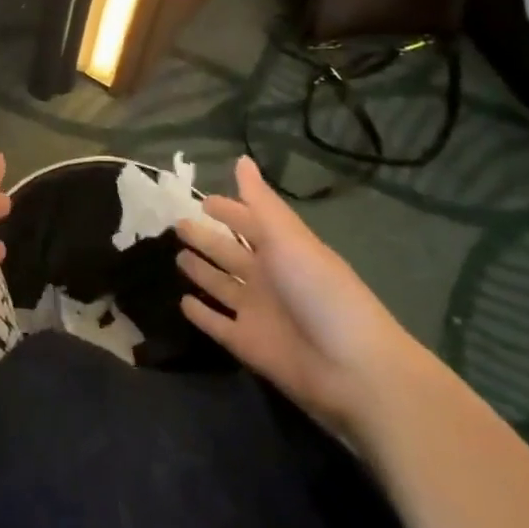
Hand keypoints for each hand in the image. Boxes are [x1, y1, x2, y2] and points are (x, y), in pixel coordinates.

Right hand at [175, 156, 422, 438]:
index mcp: (283, 250)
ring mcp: (257, 312)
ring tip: (177, 258)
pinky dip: (201, 314)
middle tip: (177, 225)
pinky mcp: (246, 343)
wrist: (351, 368)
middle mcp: (268, 277)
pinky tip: (182, 302)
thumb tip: (242, 159)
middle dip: (206, 238)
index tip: (202, 200)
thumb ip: (260, 203)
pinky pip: (217, 324)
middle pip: (230, 253)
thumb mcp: (290, 239)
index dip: (229, 210)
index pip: (250, 223)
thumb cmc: (320, 292)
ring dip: (201, 272)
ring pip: (221, 286)